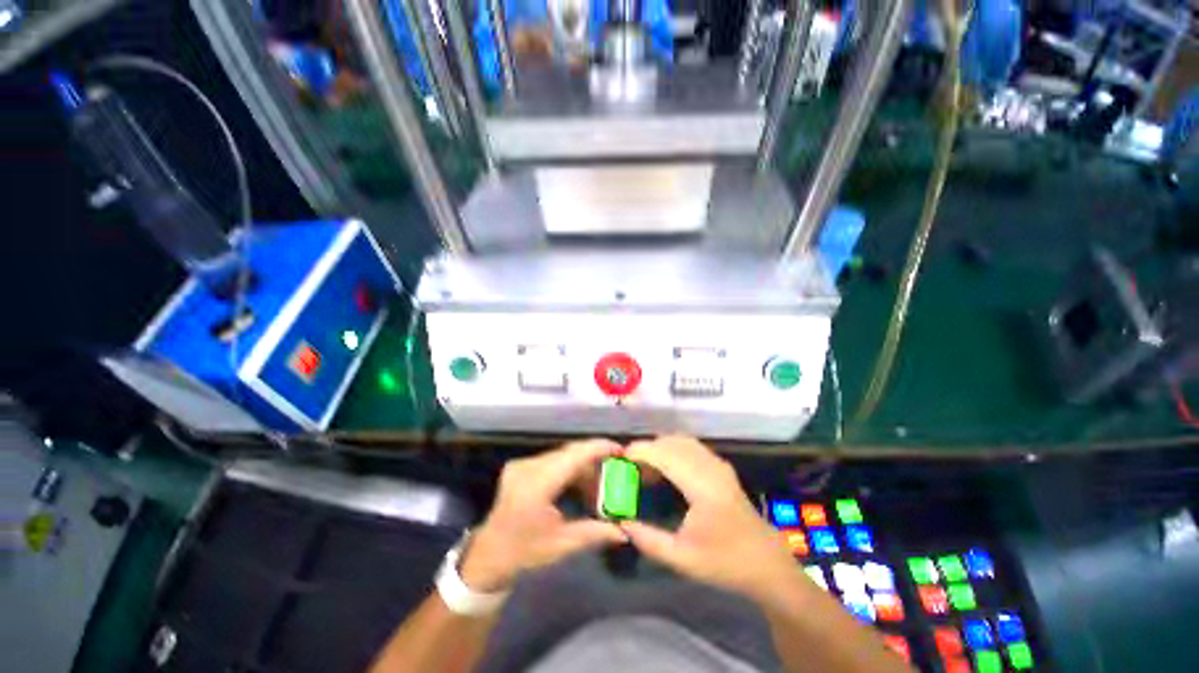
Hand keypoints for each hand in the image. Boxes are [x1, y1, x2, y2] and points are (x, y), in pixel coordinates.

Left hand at [460, 440, 627, 590]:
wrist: (487, 557)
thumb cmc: (523, 553)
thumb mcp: (561, 545)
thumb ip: (594, 533)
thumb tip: (624, 532)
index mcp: (536, 485)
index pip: (573, 456)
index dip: (598, 448)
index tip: (619, 449)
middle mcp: (527, 467)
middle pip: (569, 453)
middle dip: (593, 460)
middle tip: (614, 471)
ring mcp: (522, 464)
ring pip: (562, 455)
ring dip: (582, 466)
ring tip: (598, 484)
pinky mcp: (520, 466)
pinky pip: (552, 460)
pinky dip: (569, 468)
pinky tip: (579, 484)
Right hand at [620, 437, 800, 603]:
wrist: (767, 564)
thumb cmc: (725, 563)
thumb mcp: (682, 558)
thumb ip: (648, 539)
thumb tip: (621, 521)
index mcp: (702, 486)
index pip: (665, 454)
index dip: (640, 451)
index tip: (620, 458)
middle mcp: (710, 467)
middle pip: (671, 442)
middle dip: (647, 448)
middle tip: (629, 467)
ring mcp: (718, 464)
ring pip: (681, 441)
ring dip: (660, 448)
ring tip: (645, 468)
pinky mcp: (721, 466)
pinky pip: (691, 447)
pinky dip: (673, 450)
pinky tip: (665, 468)